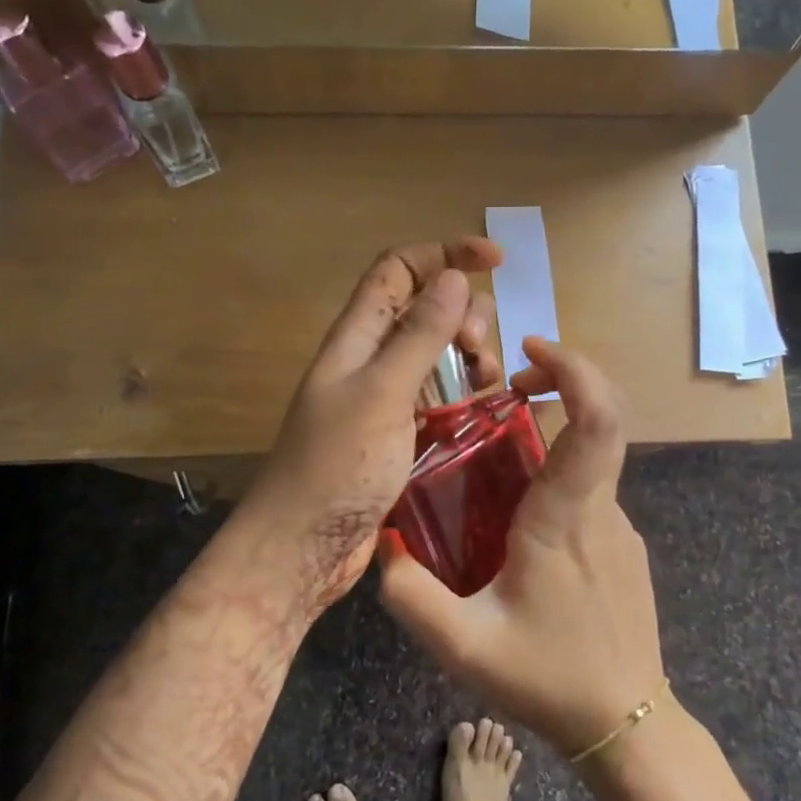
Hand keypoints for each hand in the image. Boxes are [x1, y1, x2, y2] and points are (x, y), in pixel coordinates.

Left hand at [236, 236, 502, 609]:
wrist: (303, 547)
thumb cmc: (338, 467)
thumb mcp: (383, 394)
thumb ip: (419, 335)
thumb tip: (454, 278)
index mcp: (358, 336)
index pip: (400, 268)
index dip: (444, 253)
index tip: (496, 259)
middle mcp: (371, 359)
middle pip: (424, 307)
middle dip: (464, 312)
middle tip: (480, 349)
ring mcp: (385, 398)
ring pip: (436, 353)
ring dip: (469, 354)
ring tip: (486, 384)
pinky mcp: (399, 433)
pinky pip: (439, 396)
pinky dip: (464, 393)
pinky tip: (483, 410)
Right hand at [378, 337, 663, 755]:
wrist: (627, 726)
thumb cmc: (550, 679)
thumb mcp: (463, 646)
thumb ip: (411, 597)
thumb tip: (380, 549)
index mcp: (566, 516)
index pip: (596, 418)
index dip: (574, 369)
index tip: (533, 351)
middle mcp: (600, 509)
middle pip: (600, 419)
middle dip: (560, 384)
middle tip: (511, 389)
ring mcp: (619, 528)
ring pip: (591, 458)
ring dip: (552, 437)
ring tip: (495, 465)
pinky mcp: (623, 547)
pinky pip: (590, 493)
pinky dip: (558, 478)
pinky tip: (519, 526)